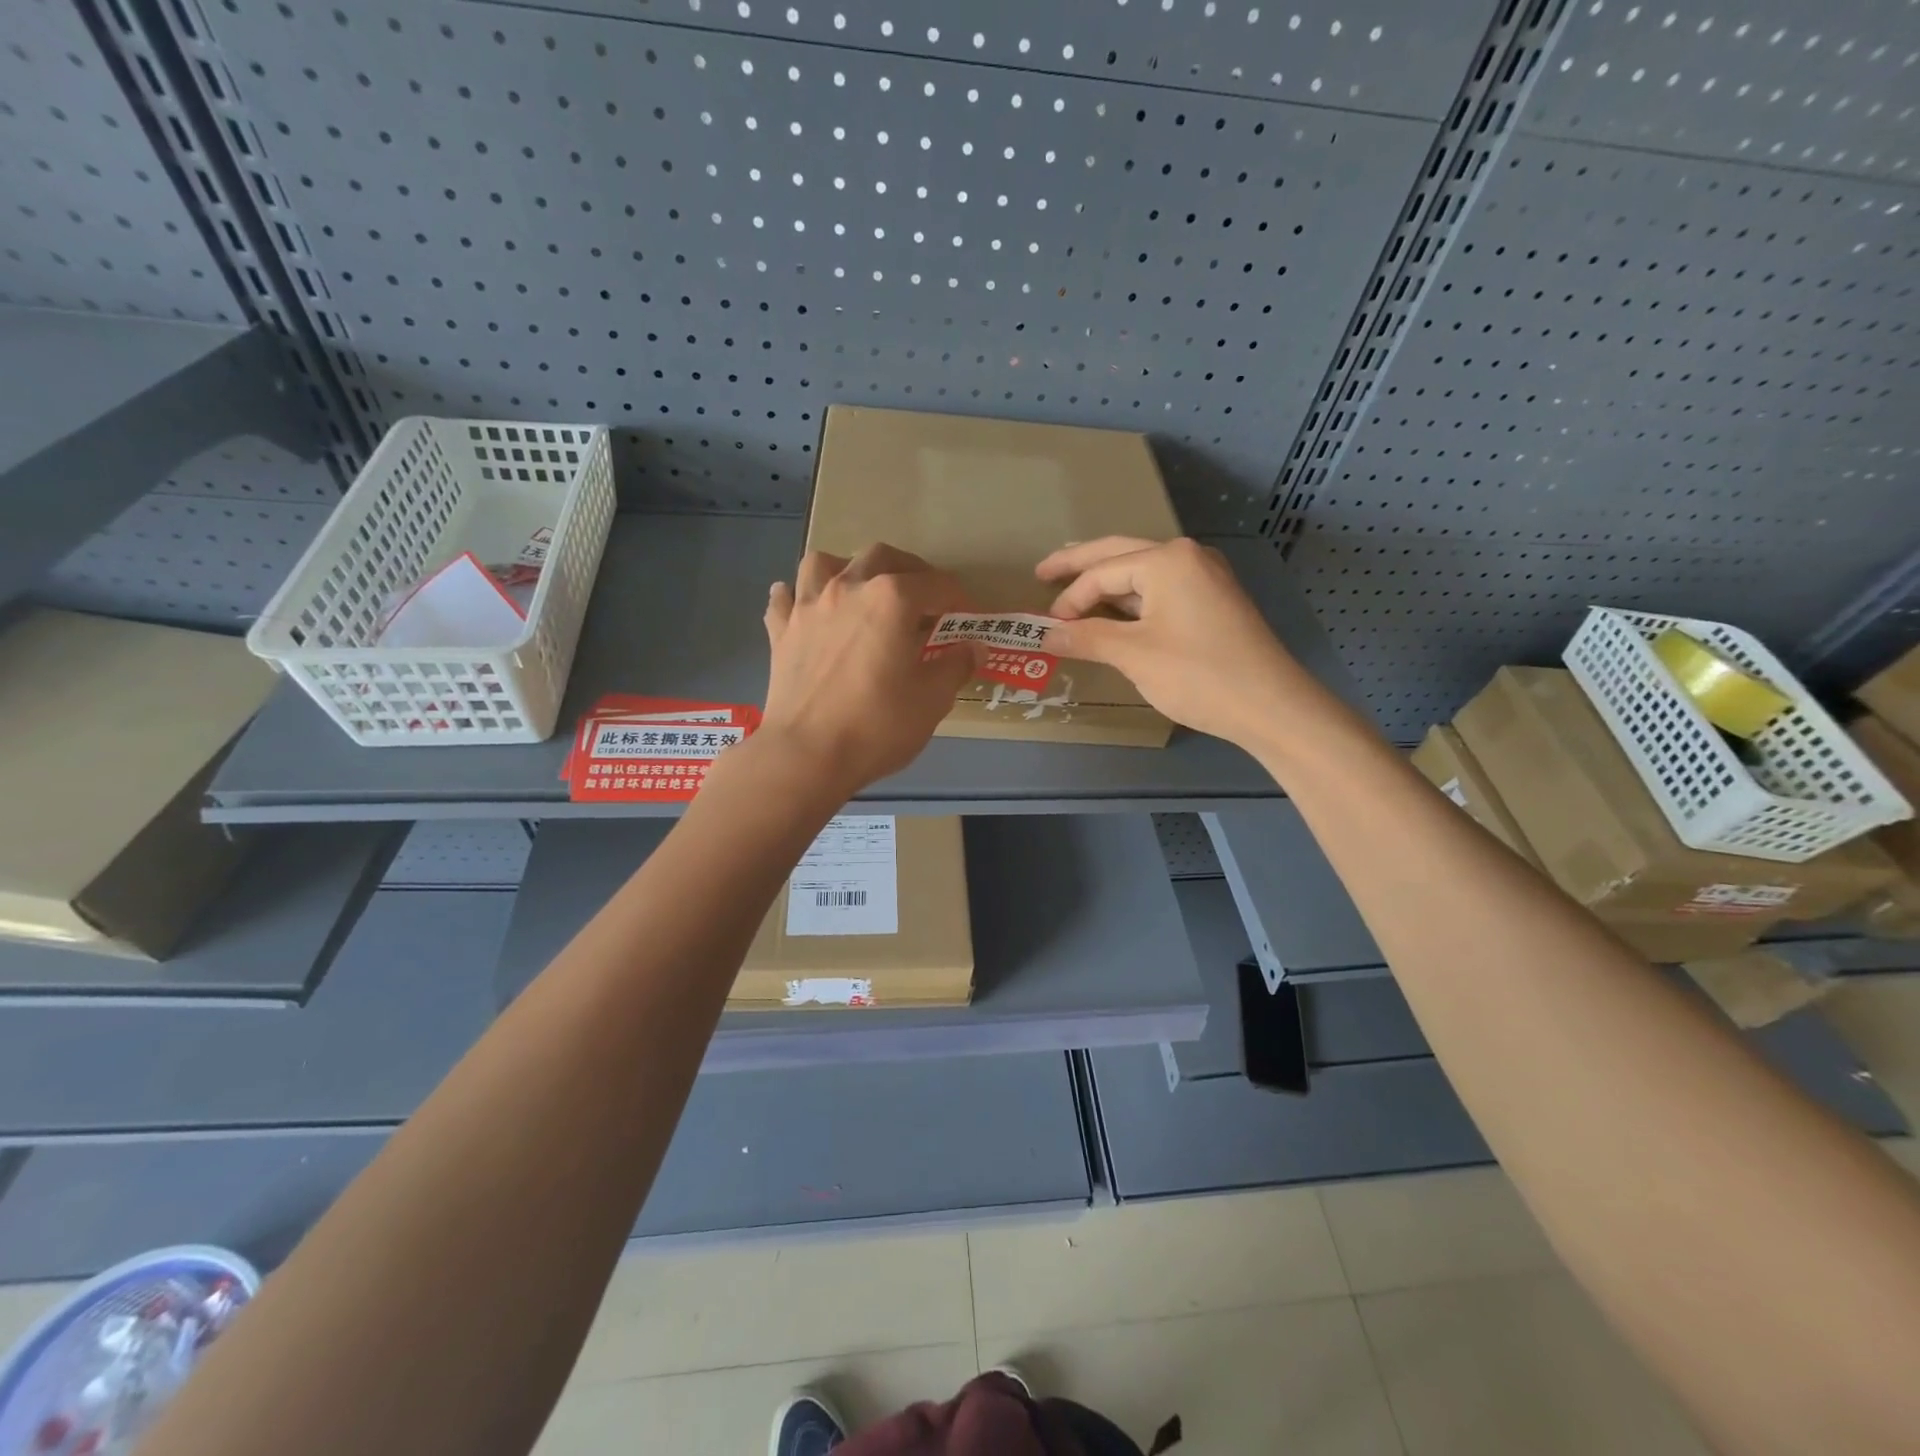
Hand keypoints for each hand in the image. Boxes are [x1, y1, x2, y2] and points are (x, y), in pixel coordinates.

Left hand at [760, 544, 980, 795]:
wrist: (807, 755)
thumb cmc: (877, 725)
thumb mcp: (932, 699)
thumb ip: (956, 666)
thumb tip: (975, 647)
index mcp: (892, 599)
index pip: (936, 585)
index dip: (958, 599)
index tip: (969, 617)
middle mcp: (847, 587)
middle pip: (882, 557)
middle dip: (909, 571)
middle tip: (923, 598)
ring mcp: (808, 606)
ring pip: (824, 563)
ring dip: (847, 569)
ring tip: (859, 591)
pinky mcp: (781, 631)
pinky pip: (785, 598)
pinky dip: (797, 597)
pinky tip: (806, 609)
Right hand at [1036, 536, 1326, 751]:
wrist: (1271, 706)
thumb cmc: (1198, 675)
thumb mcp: (1134, 655)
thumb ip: (1086, 638)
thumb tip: (1045, 634)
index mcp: (1167, 560)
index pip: (1101, 572)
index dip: (1069, 598)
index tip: (1046, 626)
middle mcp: (1188, 557)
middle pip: (1120, 554)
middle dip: (1080, 563)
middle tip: (1043, 571)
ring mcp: (1205, 577)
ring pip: (1142, 572)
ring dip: (1107, 581)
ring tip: (1073, 585)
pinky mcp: (1214, 600)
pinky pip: (1162, 589)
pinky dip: (1133, 598)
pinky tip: (1116, 610)